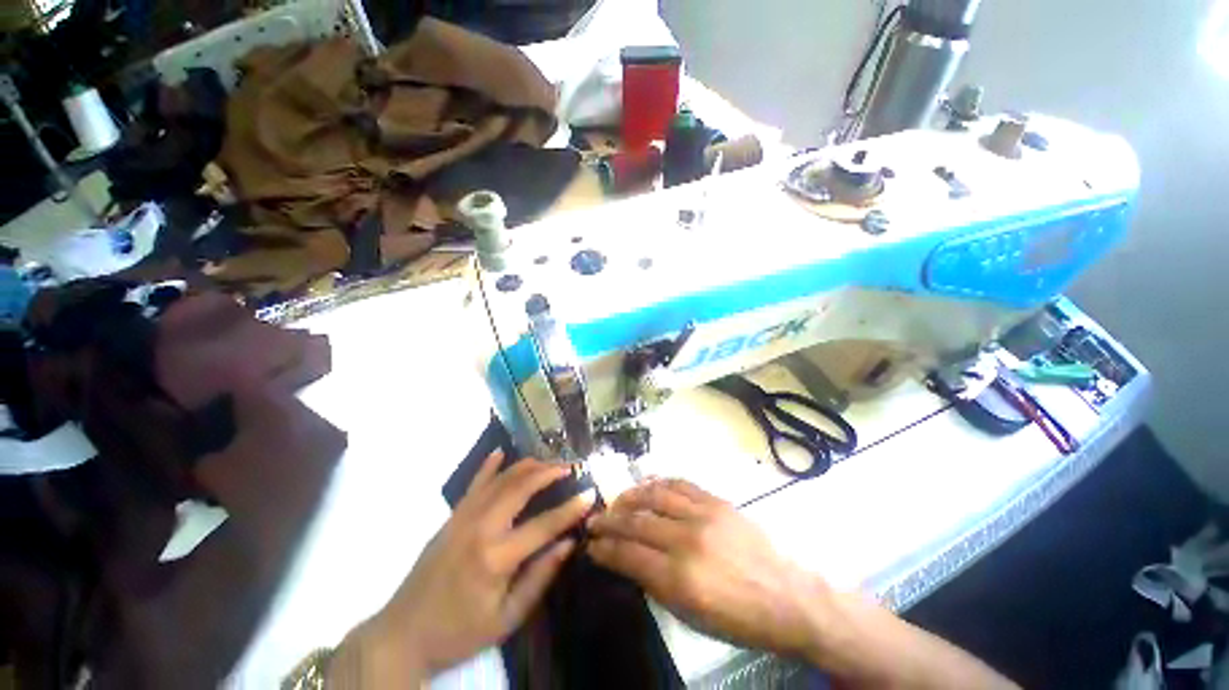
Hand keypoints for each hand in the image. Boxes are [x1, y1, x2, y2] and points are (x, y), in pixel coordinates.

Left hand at [332, 452, 594, 685]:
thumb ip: (539, 579)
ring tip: (549, 461)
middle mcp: (480, 528)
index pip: (543, 525)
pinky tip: (501, 452)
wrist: (403, 634)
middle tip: (570, 467)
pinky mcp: (451, 517)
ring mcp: (462, 518)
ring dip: (527, 466)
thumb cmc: (459, 632)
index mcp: (496, 558)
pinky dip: (489, 466)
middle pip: (521, 487)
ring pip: (500, 479)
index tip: (590, 494)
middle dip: (549, 472)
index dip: (571, 509)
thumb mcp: (506, 619)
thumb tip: (567, 544)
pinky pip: (474, 484)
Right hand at [586, 479, 826, 658]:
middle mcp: (686, 539)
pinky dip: (658, 482)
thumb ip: (656, 585)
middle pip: (636, 522)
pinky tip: (647, 485)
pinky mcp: (716, 501)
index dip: (605, 548)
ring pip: (654, 495)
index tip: (591, 545)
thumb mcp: (692, 617)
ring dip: (629, 496)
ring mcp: (703, 514)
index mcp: (679, 578)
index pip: (628, 554)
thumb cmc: (740, 618)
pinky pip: (680, 484)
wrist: (788, 596)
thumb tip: (630, 561)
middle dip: (609, 521)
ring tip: (616, 501)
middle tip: (594, 521)